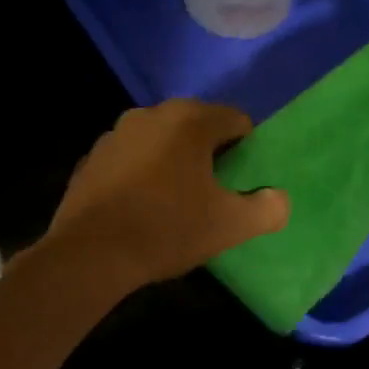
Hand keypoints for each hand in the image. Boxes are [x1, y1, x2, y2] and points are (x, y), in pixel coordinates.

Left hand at [43, 100, 289, 288]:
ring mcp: (114, 135)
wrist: (90, 253)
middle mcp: (149, 115)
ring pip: (158, 142)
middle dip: (208, 154)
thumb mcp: (229, 226)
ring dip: (171, 163)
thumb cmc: (167, 230)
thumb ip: (267, 209)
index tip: (244, 181)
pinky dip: (139, 175)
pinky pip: (128, 161)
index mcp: (188, 120)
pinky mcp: (90, 159)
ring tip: (175, 202)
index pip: (235, 120)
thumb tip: (278, 199)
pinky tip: (139, 208)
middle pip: (194, 127)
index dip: (247, 149)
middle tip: (214, 193)